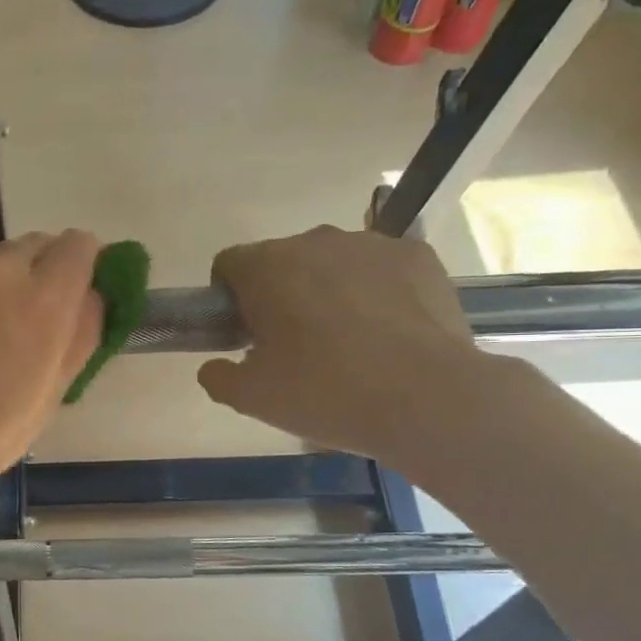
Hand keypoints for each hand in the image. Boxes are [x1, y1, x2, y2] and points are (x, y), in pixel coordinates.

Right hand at [196, 226, 496, 466]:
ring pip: (332, 262)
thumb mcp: (251, 398)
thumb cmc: (325, 393)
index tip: (244, 334)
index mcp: (266, 267)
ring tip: (348, 341)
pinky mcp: (417, 256)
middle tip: (293, 346)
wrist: (428, 400)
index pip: (228, 264)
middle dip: (280, 294)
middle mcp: (314, 241)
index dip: (228, 299)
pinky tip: (387, 332)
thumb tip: (213, 366)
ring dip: (328, 290)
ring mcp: (371, 244)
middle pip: (281, 261)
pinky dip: (375, 291)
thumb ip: (218, 376)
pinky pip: (379, 268)